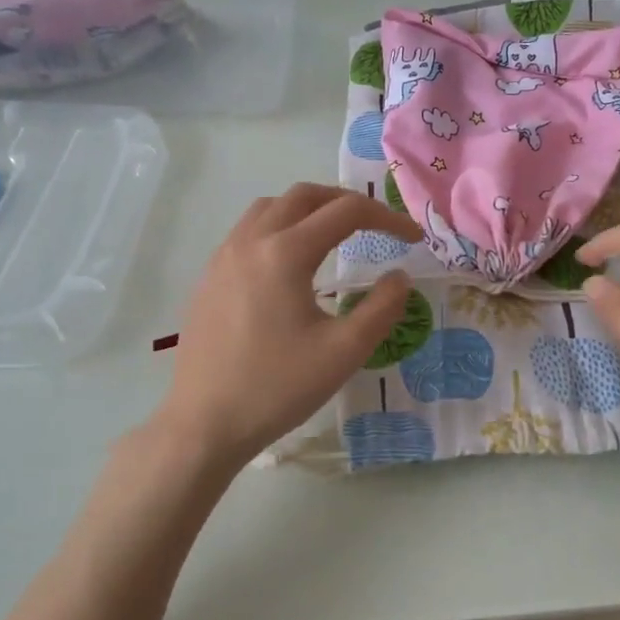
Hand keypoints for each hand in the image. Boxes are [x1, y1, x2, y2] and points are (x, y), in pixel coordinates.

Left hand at [156, 184, 420, 468]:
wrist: (205, 423)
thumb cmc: (278, 388)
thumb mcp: (344, 352)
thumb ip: (382, 308)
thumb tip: (400, 277)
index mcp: (285, 253)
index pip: (346, 212)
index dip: (387, 218)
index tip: (413, 240)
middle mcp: (250, 242)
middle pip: (304, 196)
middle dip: (346, 202)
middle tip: (376, 225)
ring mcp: (223, 258)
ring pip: (270, 208)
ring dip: (308, 210)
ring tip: (334, 235)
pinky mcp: (209, 278)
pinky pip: (248, 231)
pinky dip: (279, 228)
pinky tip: (290, 265)